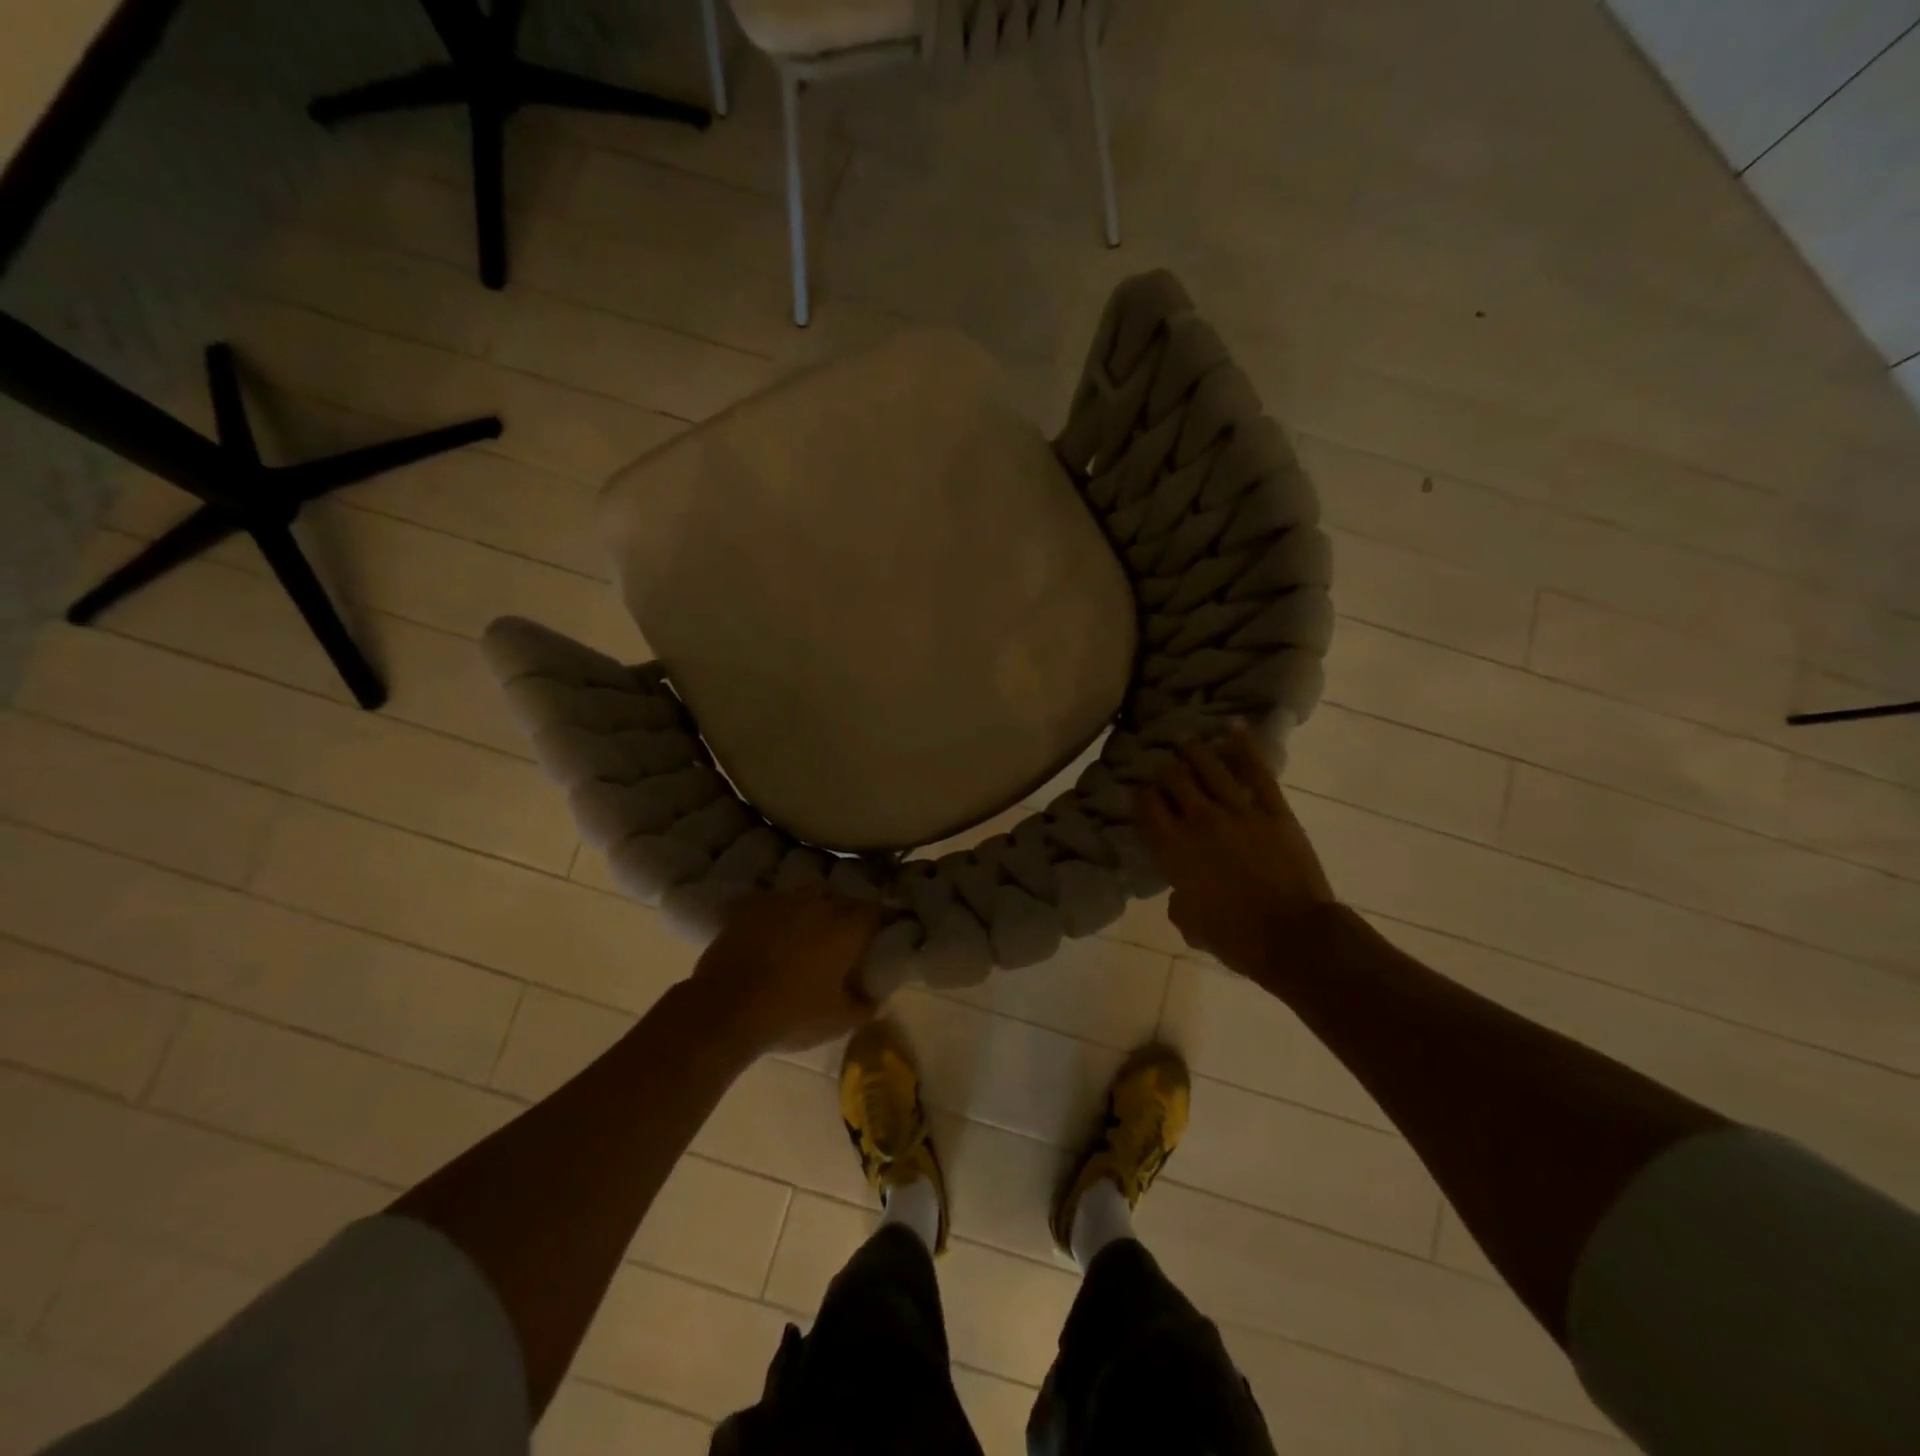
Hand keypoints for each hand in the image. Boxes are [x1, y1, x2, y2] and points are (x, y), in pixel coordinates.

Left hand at [689, 888, 883, 1053]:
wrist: (725, 1009)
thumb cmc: (791, 1016)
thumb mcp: (838, 1023)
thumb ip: (864, 1006)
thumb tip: (876, 998)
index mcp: (846, 930)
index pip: (876, 912)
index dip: (882, 921)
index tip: (882, 933)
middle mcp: (819, 905)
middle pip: (844, 901)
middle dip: (849, 915)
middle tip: (846, 939)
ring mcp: (783, 901)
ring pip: (810, 895)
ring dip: (816, 908)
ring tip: (811, 930)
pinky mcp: (752, 906)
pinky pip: (776, 902)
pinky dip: (782, 913)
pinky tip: (777, 930)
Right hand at [1136, 722, 1335, 974]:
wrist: (1293, 937)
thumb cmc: (1235, 938)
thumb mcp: (1190, 924)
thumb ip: (1178, 900)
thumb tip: (1182, 891)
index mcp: (1173, 848)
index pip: (1147, 805)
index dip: (1143, 795)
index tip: (1143, 793)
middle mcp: (1199, 820)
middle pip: (1174, 778)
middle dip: (1166, 770)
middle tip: (1165, 767)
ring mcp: (1238, 810)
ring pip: (1210, 766)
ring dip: (1195, 750)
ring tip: (1187, 740)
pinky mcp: (1273, 809)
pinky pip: (1256, 771)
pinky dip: (1244, 746)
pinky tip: (1233, 728)